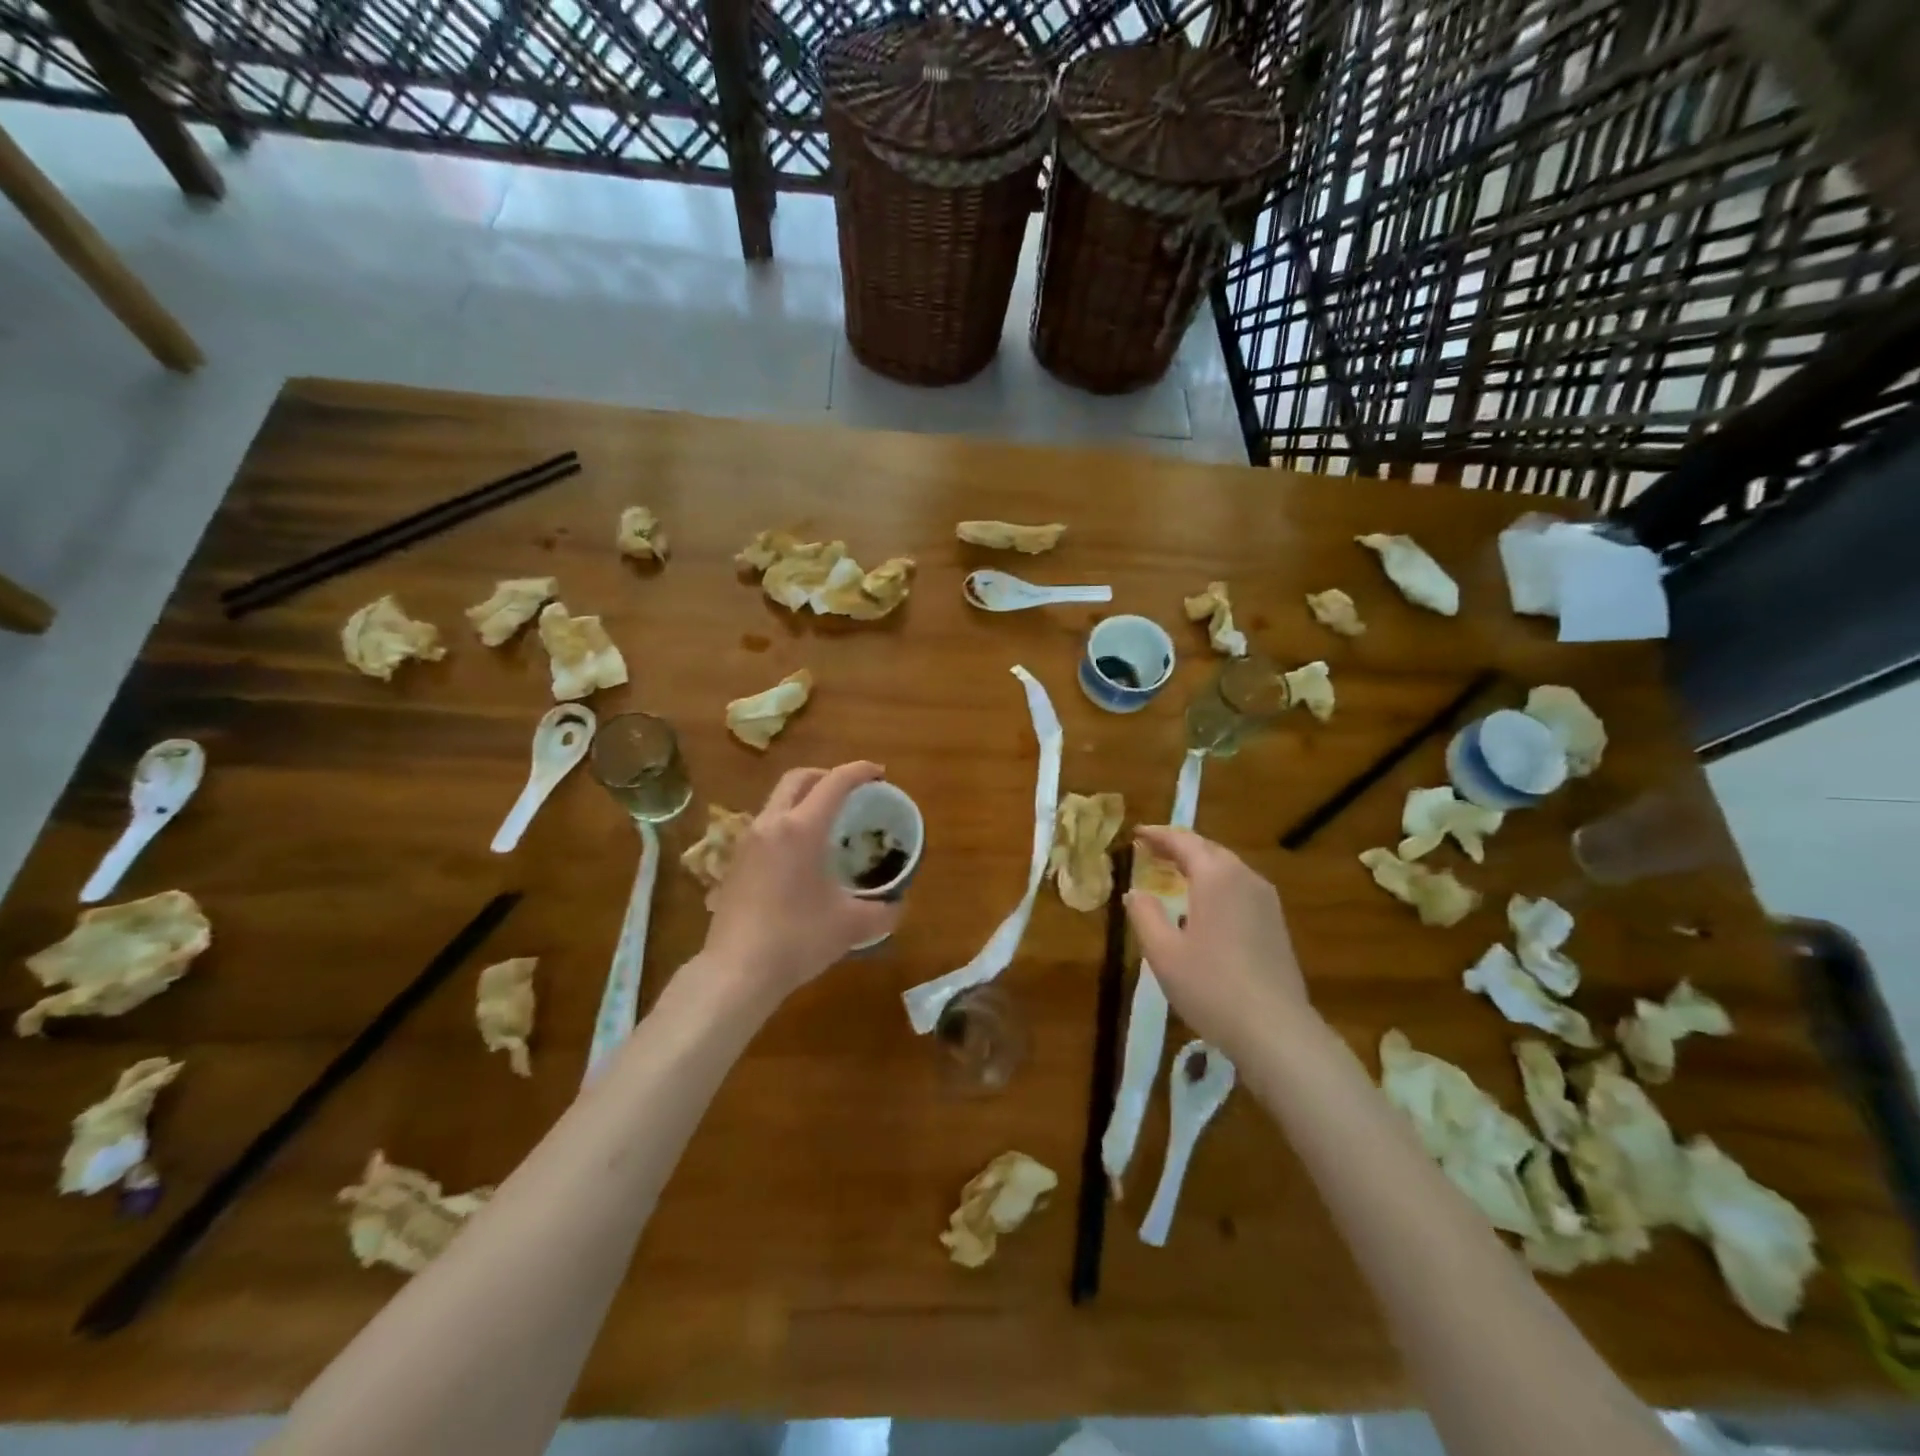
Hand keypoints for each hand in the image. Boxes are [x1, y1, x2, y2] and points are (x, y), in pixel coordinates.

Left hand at [701, 761, 901, 1000]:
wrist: (736, 972)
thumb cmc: (798, 939)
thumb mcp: (851, 926)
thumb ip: (883, 911)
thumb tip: (898, 905)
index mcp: (802, 829)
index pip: (835, 783)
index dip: (860, 771)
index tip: (880, 774)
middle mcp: (771, 824)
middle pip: (798, 779)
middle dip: (827, 776)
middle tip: (851, 792)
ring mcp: (747, 843)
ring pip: (777, 801)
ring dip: (803, 800)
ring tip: (826, 823)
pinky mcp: (734, 863)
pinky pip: (765, 826)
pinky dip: (787, 824)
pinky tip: (799, 856)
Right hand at [1123, 825, 1313, 1058]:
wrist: (1276, 1030)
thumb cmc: (1211, 986)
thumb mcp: (1163, 952)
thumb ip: (1144, 915)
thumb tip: (1135, 892)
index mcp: (1216, 876)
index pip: (1183, 841)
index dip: (1158, 835)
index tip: (1137, 833)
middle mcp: (1245, 877)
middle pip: (1208, 849)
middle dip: (1178, 846)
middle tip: (1151, 851)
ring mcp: (1266, 900)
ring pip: (1227, 868)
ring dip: (1199, 865)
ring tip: (1173, 874)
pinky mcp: (1276, 923)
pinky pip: (1240, 887)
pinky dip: (1216, 884)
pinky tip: (1203, 905)